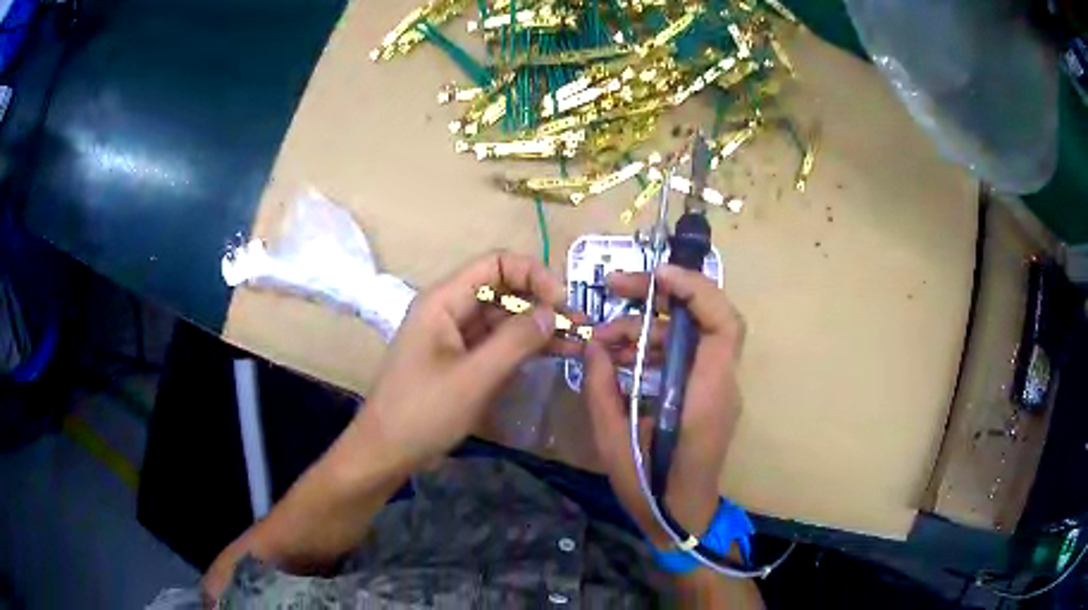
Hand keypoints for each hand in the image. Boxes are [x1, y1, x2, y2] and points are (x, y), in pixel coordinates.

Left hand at [356, 251, 571, 472]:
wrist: (387, 451)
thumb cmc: (422, 412)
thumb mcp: (473, 377)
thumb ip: (515, 341)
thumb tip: (553, 312)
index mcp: (444, 301)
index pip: (495, 265)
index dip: (532, 274)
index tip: (562, 302)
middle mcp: (450, 310)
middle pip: (503, 291)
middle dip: (542, 303)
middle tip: (581, 325)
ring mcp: (456, 337)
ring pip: (504, 319)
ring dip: (539, 327)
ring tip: (580, 341)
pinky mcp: (462, 361)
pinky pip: (498, 344)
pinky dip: (526, 347)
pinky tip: (556, 354)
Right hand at [584, 265, 744, 548]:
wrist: (681, 518)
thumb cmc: (651, 489)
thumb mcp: (614, 442)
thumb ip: (602, 389)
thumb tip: (593, 346)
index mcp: (706, 395)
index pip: (722, 323)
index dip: (695, 289)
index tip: (654, 277)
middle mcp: (720, 385)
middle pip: (707, 318)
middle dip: (663, 294)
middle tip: (615, 288)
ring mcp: (716, 389)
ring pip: (690, 335)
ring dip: (649, 325)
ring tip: (601, 338)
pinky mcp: (705, 395)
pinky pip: (683, 357)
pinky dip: (653, 348)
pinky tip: (618, 358)